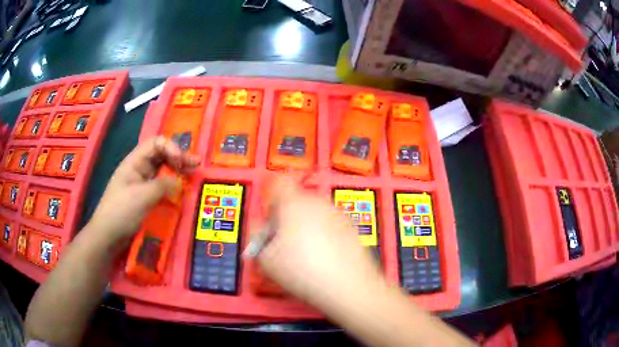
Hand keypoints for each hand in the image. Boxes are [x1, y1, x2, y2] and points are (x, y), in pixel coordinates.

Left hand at [88, 136, 199, 246]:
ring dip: (177, 170)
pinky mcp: (144, 197)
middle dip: (178, 157)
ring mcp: (141, 183)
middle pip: (161, 155)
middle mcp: (139, 168)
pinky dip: (172, 185)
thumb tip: (180, 181)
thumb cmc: (121, 212)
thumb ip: (163, 185)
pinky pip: (160, 186)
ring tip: (193, 172)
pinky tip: (181, 188)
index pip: (156, 143)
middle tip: (196, 164)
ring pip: (162, 170)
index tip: (181, 163)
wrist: (107, 235)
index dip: (171, 148)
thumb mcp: (142, 196)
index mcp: (134, 162)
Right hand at [257, 177, 383, 308]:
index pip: (279, 183)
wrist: (348, 286)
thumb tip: (262, 230)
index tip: (270, 219)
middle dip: (288, 217)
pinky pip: (330, 224)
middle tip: (284, 243)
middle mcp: (318, 202)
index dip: (272, 198)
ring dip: (306, 227)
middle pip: (297, 200)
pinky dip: (324, 235)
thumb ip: (257, 237)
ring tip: (306, 255)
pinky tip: (325, 258)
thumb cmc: (302, 271)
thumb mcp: (265, 259)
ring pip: (315, 213)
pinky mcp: (352, 227)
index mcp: (294, 203)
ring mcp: (338, 214)